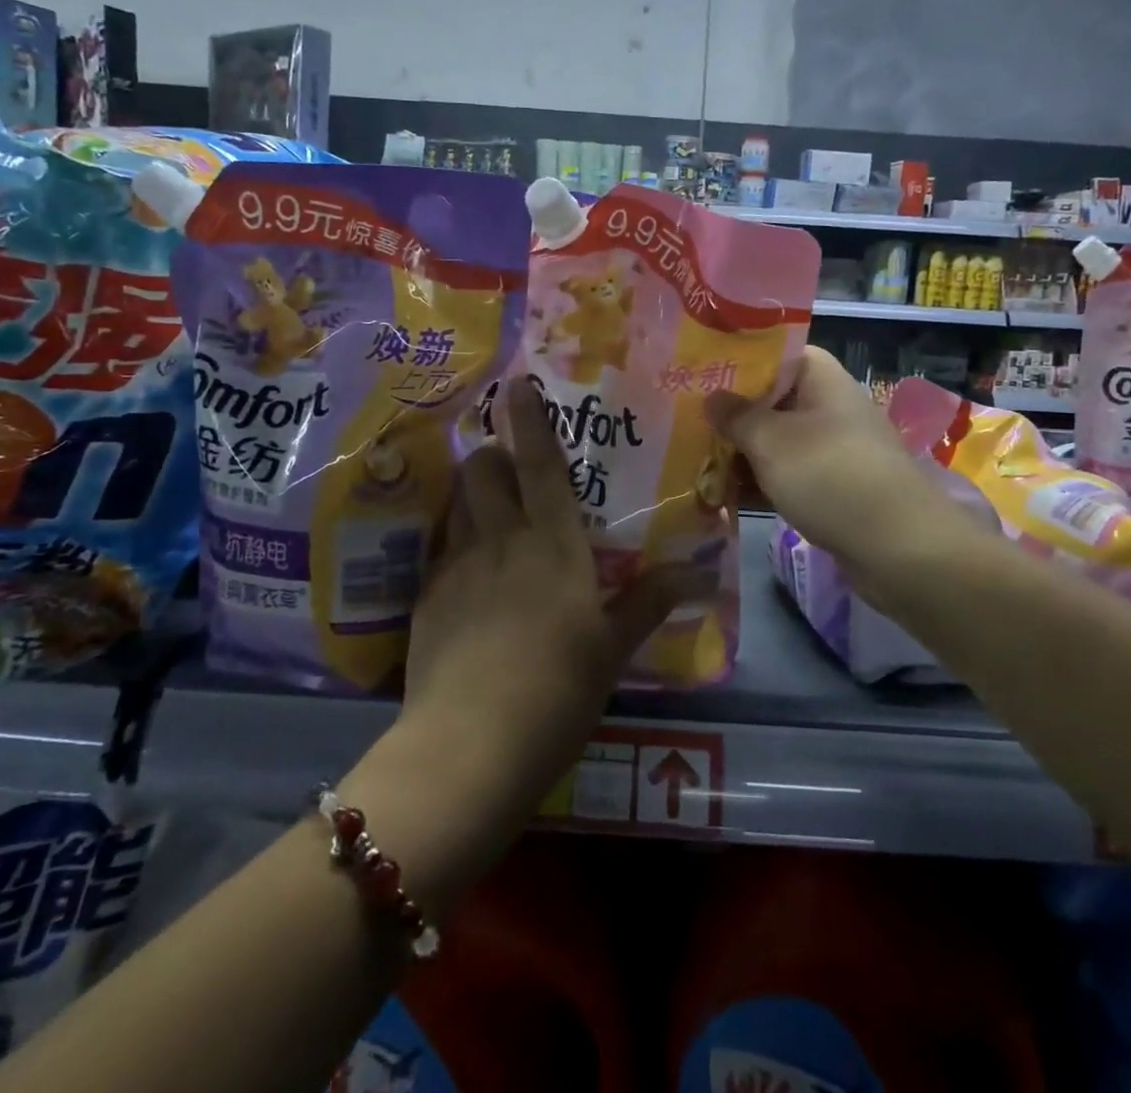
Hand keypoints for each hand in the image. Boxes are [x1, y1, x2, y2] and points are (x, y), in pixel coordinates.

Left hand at [398, 377, 691, 803]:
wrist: (470, 747)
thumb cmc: (558, 691)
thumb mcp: (613, 649)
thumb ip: (651, 601)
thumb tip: (703, 572)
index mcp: (553, 545)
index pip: (542, 465)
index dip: (531, 420)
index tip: (518, 383)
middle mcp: (501, 540)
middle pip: (484, 471)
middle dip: (493, 455)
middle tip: (510, 469)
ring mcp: (457, 566)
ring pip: (458, 503)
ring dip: (472, 494)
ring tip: (487, 512)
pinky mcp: (427, 597)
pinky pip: (441, 549)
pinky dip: (455, 544)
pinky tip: (468, 577)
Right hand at [707, 346, 970, 566]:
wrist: (899, 548)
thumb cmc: (829, 477)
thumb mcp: (770, 441)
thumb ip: (735, 416)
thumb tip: (712, 396)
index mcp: (820, 377)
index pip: (773, 354)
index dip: (735, 362)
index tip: (697, 376)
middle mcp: (828, 405)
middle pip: (770, 399)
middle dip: (730, 414)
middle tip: (684, 422)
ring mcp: (833, 447)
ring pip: (776, 440)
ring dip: (741, 452)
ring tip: (694, 460)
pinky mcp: (834, 484)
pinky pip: (788, 472)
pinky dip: (761, 480)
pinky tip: (724, 495)